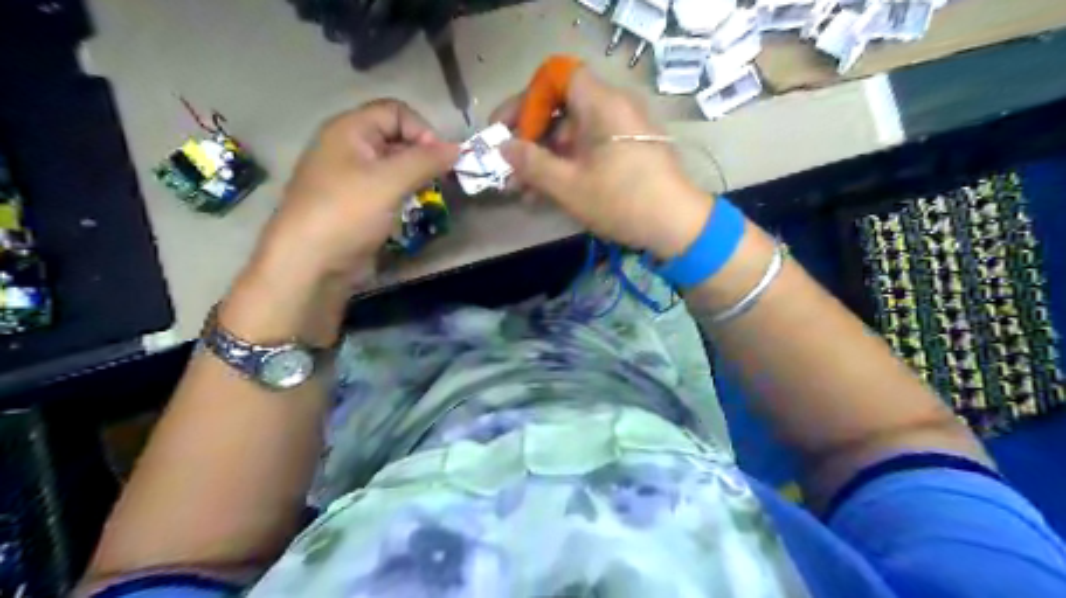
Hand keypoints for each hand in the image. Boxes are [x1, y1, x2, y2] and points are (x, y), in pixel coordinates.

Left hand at [219, 98, 458, 343]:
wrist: (310, 264)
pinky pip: (387, 189)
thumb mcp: (389, 181)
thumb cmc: (347, 213)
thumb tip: (457, 148)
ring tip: (430, 195)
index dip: (422, 130)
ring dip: (416, 177)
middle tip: (442, 180)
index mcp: (349, 130)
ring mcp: (351, 178)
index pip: (395, 112)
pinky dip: (404, 194)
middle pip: (396, 137)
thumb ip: (426, 160)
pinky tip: (412, 209)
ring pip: (394, 166)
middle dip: (423, 155)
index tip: (440, 160)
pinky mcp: (356, 204)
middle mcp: (349, 148)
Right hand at [494, 68, 709, 258]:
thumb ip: (532, 164)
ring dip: (545, 158)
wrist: (678, 227)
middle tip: (508, 168)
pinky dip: (567, 165)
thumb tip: (503, 148)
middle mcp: (614, 108)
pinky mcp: (627, 151)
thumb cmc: (622, 200)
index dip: (526, 100)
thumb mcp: (570, 186)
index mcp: (602, 103)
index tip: (505, 129)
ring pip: (573, 133)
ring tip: (522, 190)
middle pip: (562, 108)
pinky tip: (546, 193)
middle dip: (530, 138)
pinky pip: (589, 148)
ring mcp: (622, 131)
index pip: (556, 78)